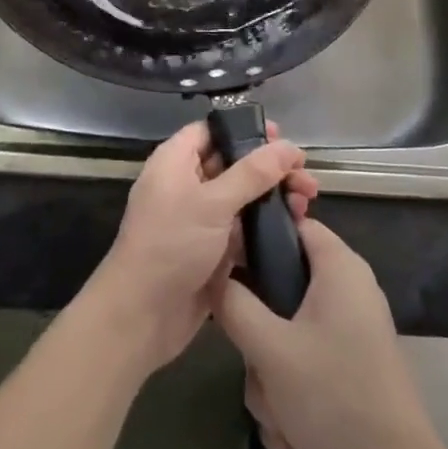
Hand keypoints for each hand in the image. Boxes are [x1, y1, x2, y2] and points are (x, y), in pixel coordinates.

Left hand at [85, 121, 317, 376]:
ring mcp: (198, 220)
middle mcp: (186, 185)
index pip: (212, 131)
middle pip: (233, 164)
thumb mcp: (214, 203)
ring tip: (306, 205)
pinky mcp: (210, 251)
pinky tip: (294, 230)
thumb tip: (288, 145)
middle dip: (270, 169)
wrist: (141, 318)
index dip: (245, 131)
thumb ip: (253, 173)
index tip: (280, 138)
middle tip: (306, 177)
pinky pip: (242, 230)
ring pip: (241, 198)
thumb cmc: (171, 245)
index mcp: (175, 162)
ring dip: (273, 198)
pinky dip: (265, 227)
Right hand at [213, 218, 440, 448]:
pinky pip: (308, 362)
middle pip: (284, 287)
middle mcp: (349, 288)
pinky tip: (289, 438)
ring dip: (272, 376)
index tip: (226, 268)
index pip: (291, 224)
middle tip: (256, 366)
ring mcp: (353, 329)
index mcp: (339, 266)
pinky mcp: (354, 365)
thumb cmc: (333, 397)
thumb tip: (212, 272)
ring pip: (290, 332)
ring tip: (276, 416)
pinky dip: (293, 394)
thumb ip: (234, 304)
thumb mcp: (269, 349)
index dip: (256, 239)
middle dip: (260, 337)